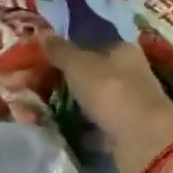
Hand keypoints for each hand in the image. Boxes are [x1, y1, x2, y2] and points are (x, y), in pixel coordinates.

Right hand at [43, 34, 172, 172]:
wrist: (143, 140)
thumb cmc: (111, 91)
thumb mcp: (79, 65)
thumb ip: (60, 51)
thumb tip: (42, 33)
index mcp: (121, 52)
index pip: (89, 47)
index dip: (62, 55)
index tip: (37, 65)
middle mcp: (128, 75)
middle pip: (87, 76)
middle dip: (58, 84)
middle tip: (29, 90)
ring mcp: (127, 105)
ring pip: (89, 102)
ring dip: (65, 107)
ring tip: (35, 113)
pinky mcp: (123, 132)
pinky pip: (93, 127)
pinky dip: (77, 129)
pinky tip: (56, 131)